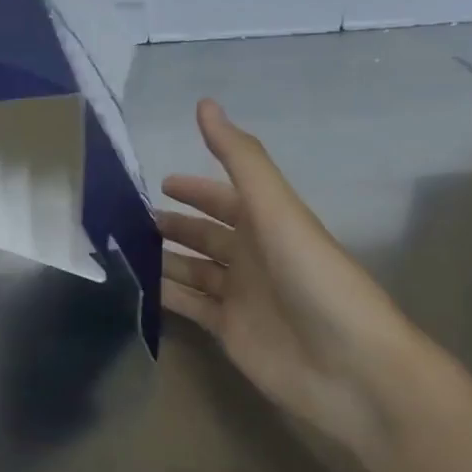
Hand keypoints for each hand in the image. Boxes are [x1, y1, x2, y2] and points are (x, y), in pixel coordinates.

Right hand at [159, 100, 445, 461]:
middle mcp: (252, 257)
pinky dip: (163, 296)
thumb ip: (240, 159)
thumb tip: (205, 104)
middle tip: (125, 221)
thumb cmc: (315, 279)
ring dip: (161, 260)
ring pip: (192, 271)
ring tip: (119, 252)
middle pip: (204, 236)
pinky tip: (133, 289)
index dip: (194, 190)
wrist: (352, 368)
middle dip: (172, 226)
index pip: (224, 199)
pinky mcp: (229, 333)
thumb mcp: (277, 210)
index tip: (158, 184)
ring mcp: (240, 297)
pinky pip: (189, 307)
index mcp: (267, 225)